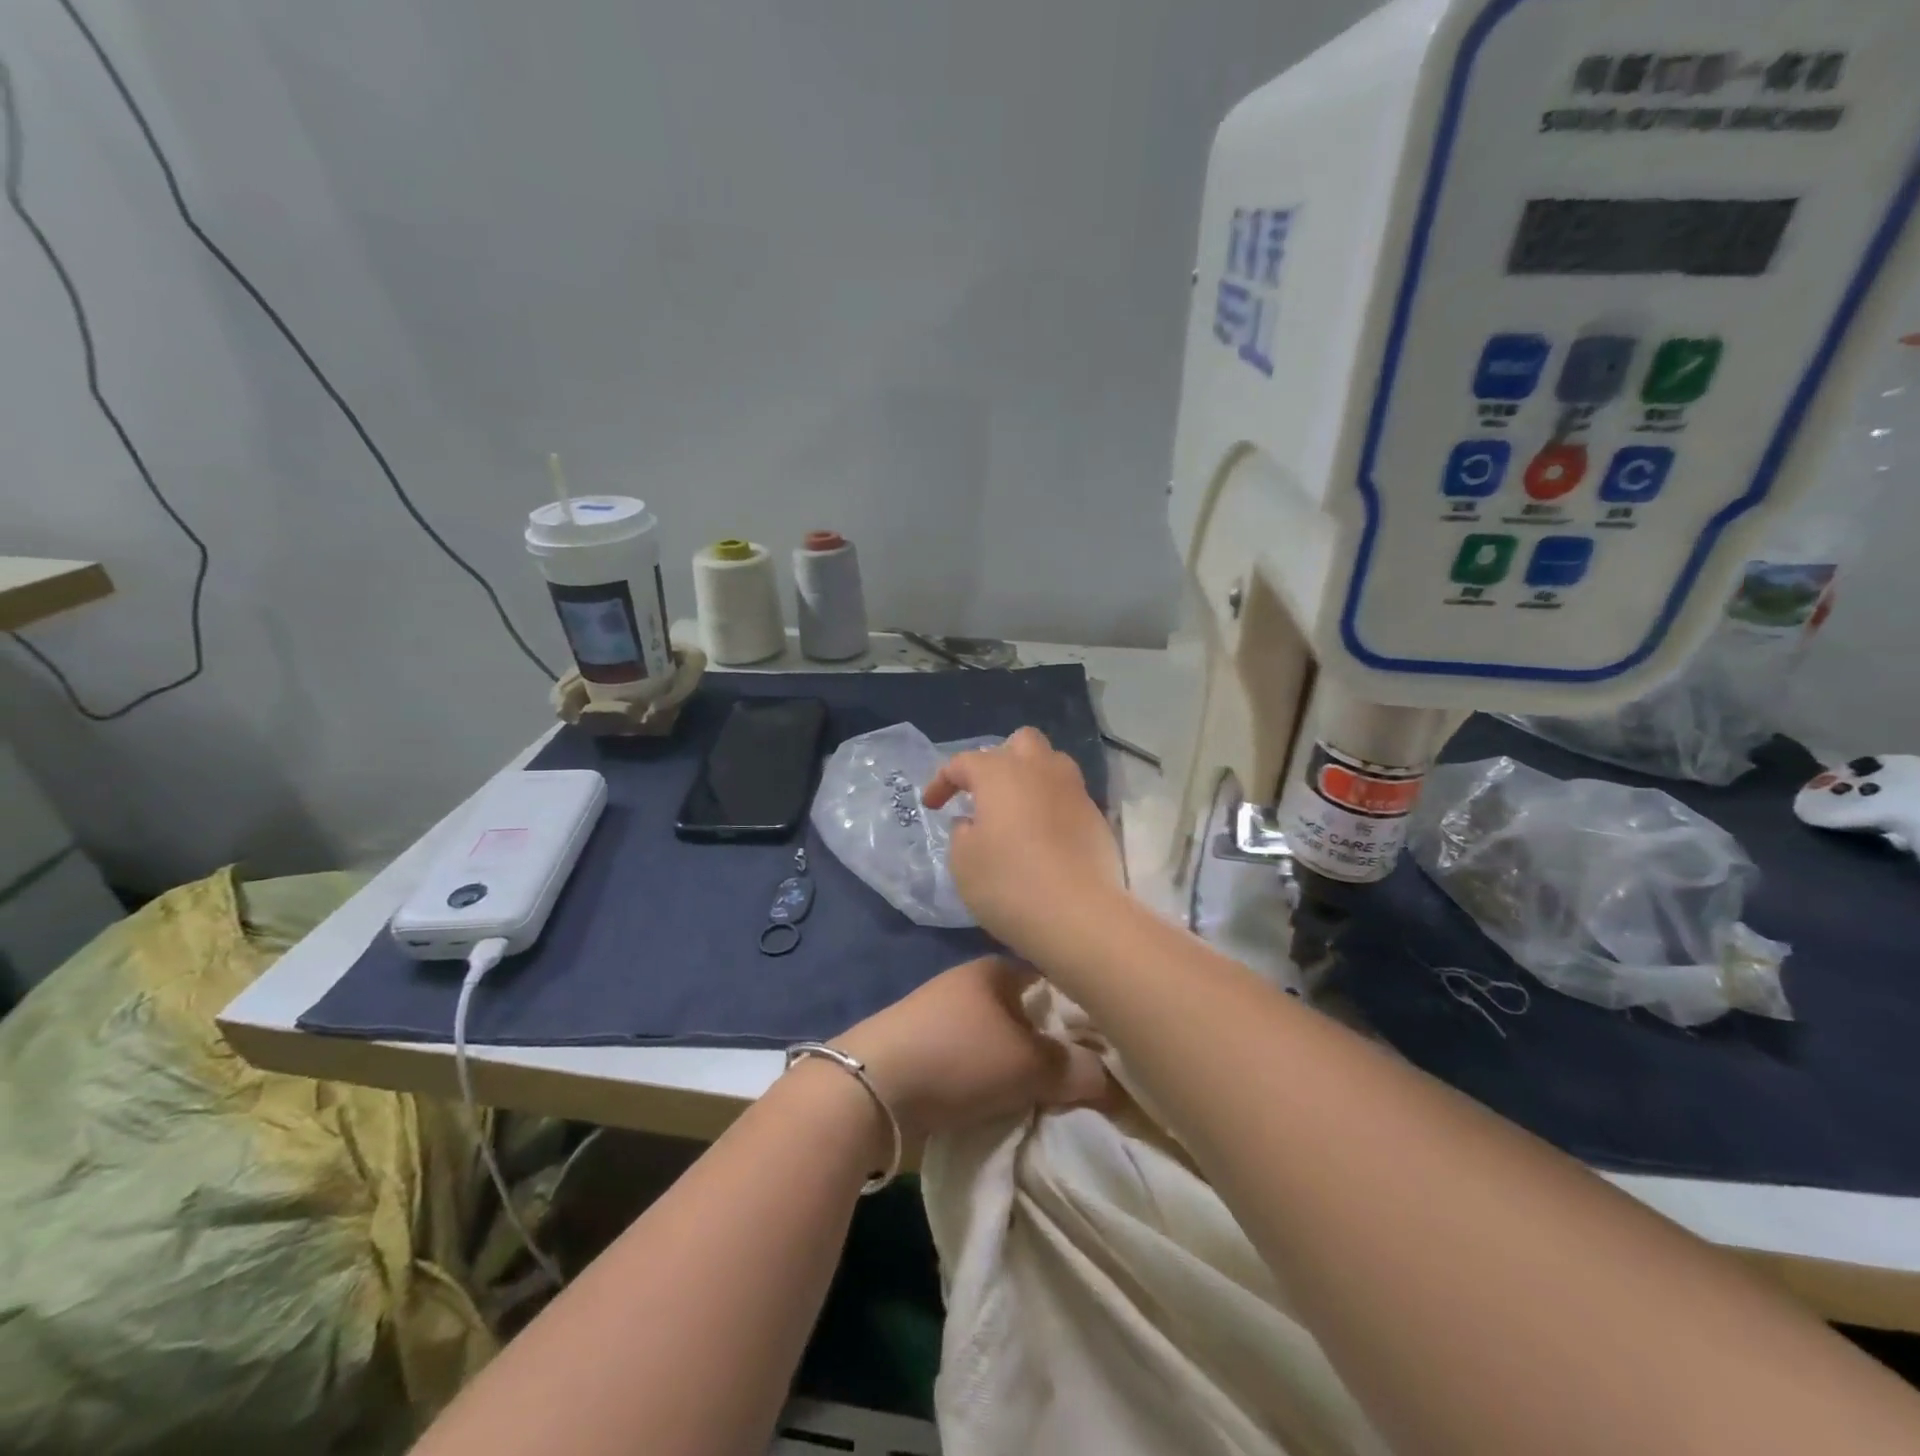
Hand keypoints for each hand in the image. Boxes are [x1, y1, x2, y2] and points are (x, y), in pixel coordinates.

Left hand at [835, 956, 1109, 1144]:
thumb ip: (1074, 1068)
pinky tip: (1010, 1102)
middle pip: (1027, 1012)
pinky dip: (994, 1079)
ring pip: (1002, 1039)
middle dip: (1053, 1043)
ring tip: (1054, 1096)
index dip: (1082, 1008)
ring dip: (1022, 1065)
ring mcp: (944, 1016)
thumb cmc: (958, 1058)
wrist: (870, 1088)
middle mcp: (970, 984)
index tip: (1110, 1041)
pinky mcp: (926, 1048)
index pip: (1052, 978)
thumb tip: (1110, 1080)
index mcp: (995, 969)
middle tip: (1088, 1076)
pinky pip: (977, 1061)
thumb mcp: (1027, 1065)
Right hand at [921, 726, 1124, 953]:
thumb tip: (972, 822)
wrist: (1079, 916)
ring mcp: (1074, 792)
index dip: (942, 781)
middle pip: (1020, 742)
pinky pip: (1068, 796)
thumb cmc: (1009, 883)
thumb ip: (961, 832)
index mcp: (1000, 773)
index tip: (932, 806)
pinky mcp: (1096, 818)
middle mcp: (1040, 770)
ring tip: (1015, 810)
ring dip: (1030, 777)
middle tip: (985, 793)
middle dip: (999, 759)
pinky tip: (1042, 836)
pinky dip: (1051, 806)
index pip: (963, 762)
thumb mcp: (963, 862)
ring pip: (1051, 764)